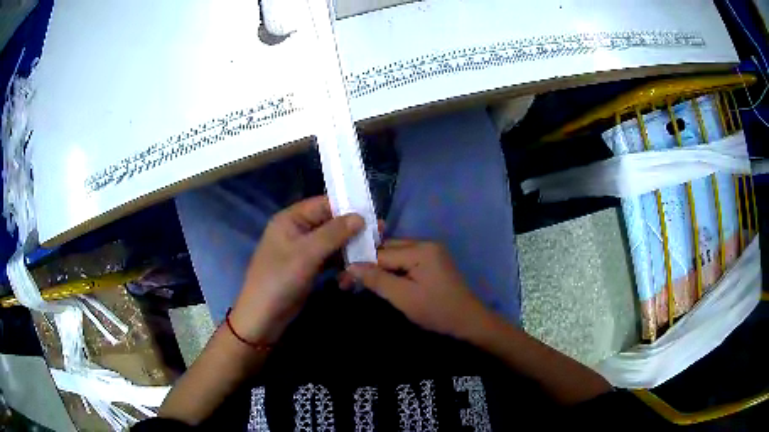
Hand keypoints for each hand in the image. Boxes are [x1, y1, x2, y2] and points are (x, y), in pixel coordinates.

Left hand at [230, 196, 363, 342]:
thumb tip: (360, 216)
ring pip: (332, 242)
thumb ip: (334, 233)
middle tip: (379, 235)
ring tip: (372, 253)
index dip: (347, 207)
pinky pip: (330, 258)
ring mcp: (304, 250)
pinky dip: (342, 263)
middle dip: (352, 230)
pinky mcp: (309, 267)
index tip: (373, 214)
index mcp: (291, 219)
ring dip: (349, 248)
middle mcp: (298, 230)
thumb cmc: (280, 279)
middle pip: (330, 223)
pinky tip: (355, 270)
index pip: (323, 204)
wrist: (264, 316)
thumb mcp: (306, 254)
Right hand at [348, 240, 489, 339]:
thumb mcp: (403, 297)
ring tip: (362, 281)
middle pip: (388, 249)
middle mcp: (425, 243)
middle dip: (369, 264)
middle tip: (349, 281)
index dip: (361, 266)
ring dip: (380, 267)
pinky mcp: (433, 261)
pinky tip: (383, 280)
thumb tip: (350, 266)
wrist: (468, 321)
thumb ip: (377, 280)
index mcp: (420, 249)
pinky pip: (406, 260)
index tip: (342, 280)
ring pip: (396, 254)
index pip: (381, 253)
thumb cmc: (437, 311)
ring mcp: (431, 251)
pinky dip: (393, 269)